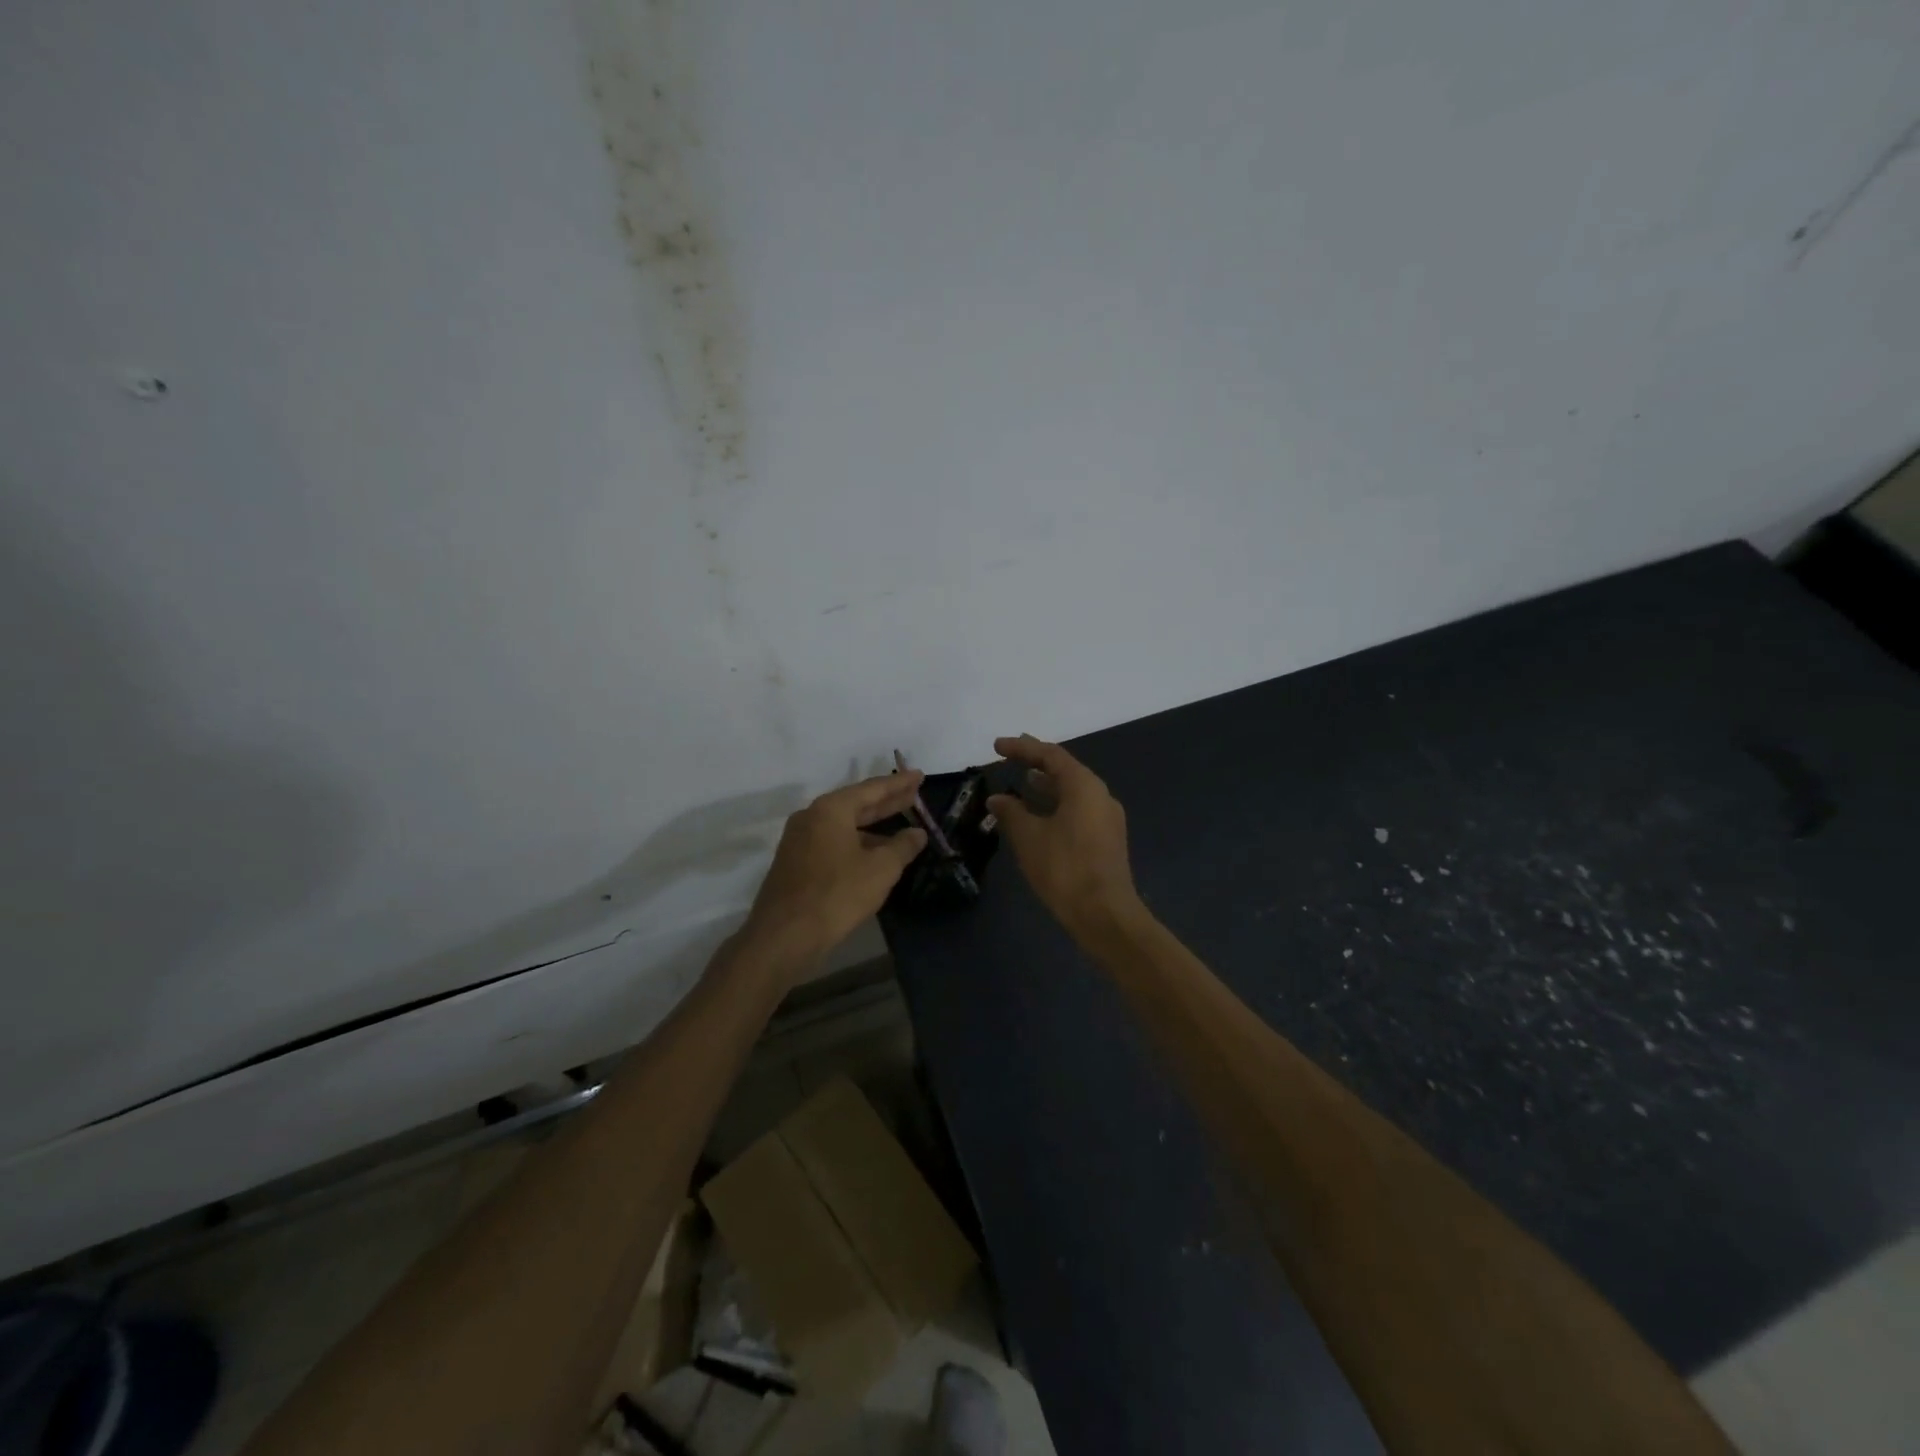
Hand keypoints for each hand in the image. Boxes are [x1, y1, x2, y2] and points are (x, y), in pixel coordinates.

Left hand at [741, 771, 927, 973]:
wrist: (785, 935)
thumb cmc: (837, 894)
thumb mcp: (881, 869)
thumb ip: (902, 846)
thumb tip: (917, 833)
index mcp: (831, 809)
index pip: (872, 789)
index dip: (899, 784)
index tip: (920, 775)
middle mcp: (811, 817)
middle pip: (856, 804)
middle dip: (887, 801)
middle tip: (914, 794)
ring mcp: (799, 840)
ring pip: (843, 825)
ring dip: (872, 825)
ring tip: (899, 827)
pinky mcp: (795, 863)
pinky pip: (832, 842)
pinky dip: (855, 842)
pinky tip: (872, 854)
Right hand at [987, 735, 1143, 935]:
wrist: (1104, 914)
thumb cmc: (1064, 868)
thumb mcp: (1029, 837)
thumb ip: (1011, 812)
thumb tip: (998, 798)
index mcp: (1084, 786)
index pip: (1050, 755)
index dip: (1022, 748)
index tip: (997, 746)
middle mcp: (1100, 795)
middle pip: (1066, 769)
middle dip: (1037, 762)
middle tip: (1012, 755)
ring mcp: (1107, 818)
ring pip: (1073, 791)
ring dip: (1047, 785)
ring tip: (1024, 781)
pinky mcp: (1106, 839)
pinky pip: (1078, 810)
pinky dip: (1056, 804)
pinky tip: (1040, 816)